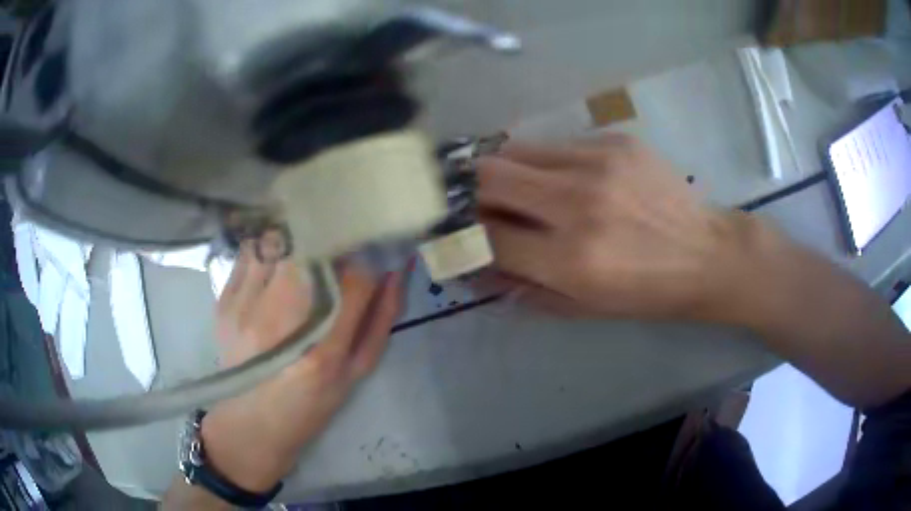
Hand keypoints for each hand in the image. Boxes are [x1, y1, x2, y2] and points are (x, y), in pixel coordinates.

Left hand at [201, 243, 402, 491]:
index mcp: (323, 348)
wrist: (251, 422)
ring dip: (296, 239)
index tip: (368, 260)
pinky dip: (268, 249)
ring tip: (303, 252)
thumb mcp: (356, 372)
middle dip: (330, 241)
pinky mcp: (224, 301)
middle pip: (311, 248)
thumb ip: (380, 320)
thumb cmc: (310, 403)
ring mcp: (246, 307)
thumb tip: (395, 271)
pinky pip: (250, 253)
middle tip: (334, 250)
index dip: (367, 262)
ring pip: (277, 241)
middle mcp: (281, 320)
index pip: (355, 278)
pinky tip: (274, 264)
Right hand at [478, 134, 753, 321]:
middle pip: (488, 176)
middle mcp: (579, 203)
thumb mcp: (582, 307)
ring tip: (514, 187)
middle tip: (472, 201)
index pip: (486, 235)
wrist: (707, 255)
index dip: (461, 232)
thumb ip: (520, 287)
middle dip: (468, 189)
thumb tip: (471, 266)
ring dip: (502, 170)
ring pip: (515, 150)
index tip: (454, 230)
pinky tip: (562, 177)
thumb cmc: (647, 293)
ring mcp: (599, 163)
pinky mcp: (615, 141)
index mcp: (572, 259)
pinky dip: (543, 162)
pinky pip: (555, 144)